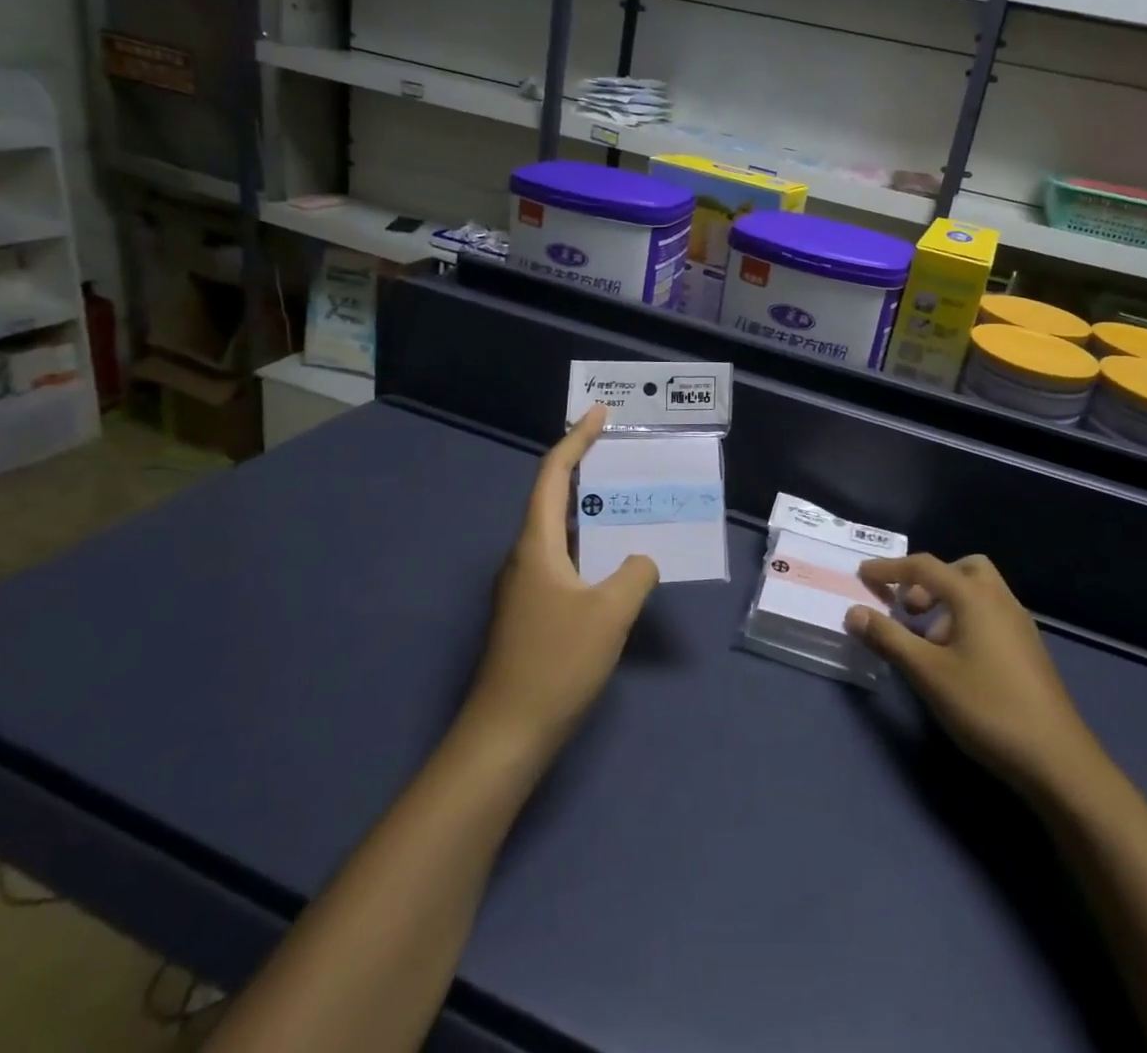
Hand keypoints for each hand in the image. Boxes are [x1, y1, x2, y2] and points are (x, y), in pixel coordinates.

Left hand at [464, 406, 658, 751]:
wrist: (506, 734)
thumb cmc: (556, 662)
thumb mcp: (610, 612)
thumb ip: (635, 573)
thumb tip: (640, 561)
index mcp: (537, 544)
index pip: (553, 474)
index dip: (576, 439)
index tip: (599, 413)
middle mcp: (525, 557)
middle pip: (553, 498)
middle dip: (586, 471)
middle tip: (623, 456)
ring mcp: (524, 587)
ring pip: (560, 533)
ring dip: (590, 513)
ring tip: (626, 503)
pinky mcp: (531, 612)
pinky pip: (564, 562)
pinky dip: (589, 548)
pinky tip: (615, 563)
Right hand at [846, 554, 1100, 799]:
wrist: (1056, 759)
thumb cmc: (986, 706)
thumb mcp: (928, 673)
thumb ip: (888, 638)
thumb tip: (853, 612)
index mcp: (974, 596)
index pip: (924, 567)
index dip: (890, 568)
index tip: (863, 574)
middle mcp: (1000, 600)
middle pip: (961, 568)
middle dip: (929, 580)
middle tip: (908, 608)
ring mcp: (1019, 624)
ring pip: (979, 592)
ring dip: (948, 602)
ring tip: (928, 641)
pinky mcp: (1028, 649)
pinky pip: (991, 614)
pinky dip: (966, 619)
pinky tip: (956, 659)